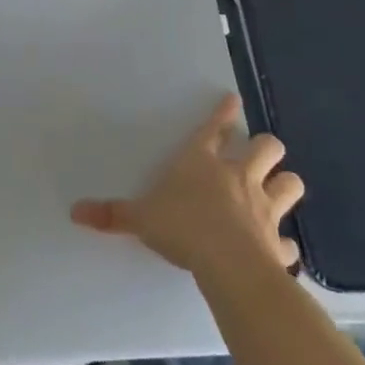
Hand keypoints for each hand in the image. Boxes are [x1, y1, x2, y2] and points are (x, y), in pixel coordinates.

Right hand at [70, 93, 303, 276]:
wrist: (228, 265)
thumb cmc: (182, 228)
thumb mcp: (140, 219)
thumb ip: (111, 214)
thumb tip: (74, 211)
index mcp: (202, 163)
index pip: (214, 129)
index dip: (223, 113)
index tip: (233, 100)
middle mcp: (238, 177)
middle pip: (267, 147)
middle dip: (265, 147)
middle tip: (258, 153)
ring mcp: (264, 208)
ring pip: (290, 184)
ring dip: (285, 184)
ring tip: (277, 189)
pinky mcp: (277, 242)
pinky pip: (288, 241)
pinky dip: (284, 244)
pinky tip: (278, 250)